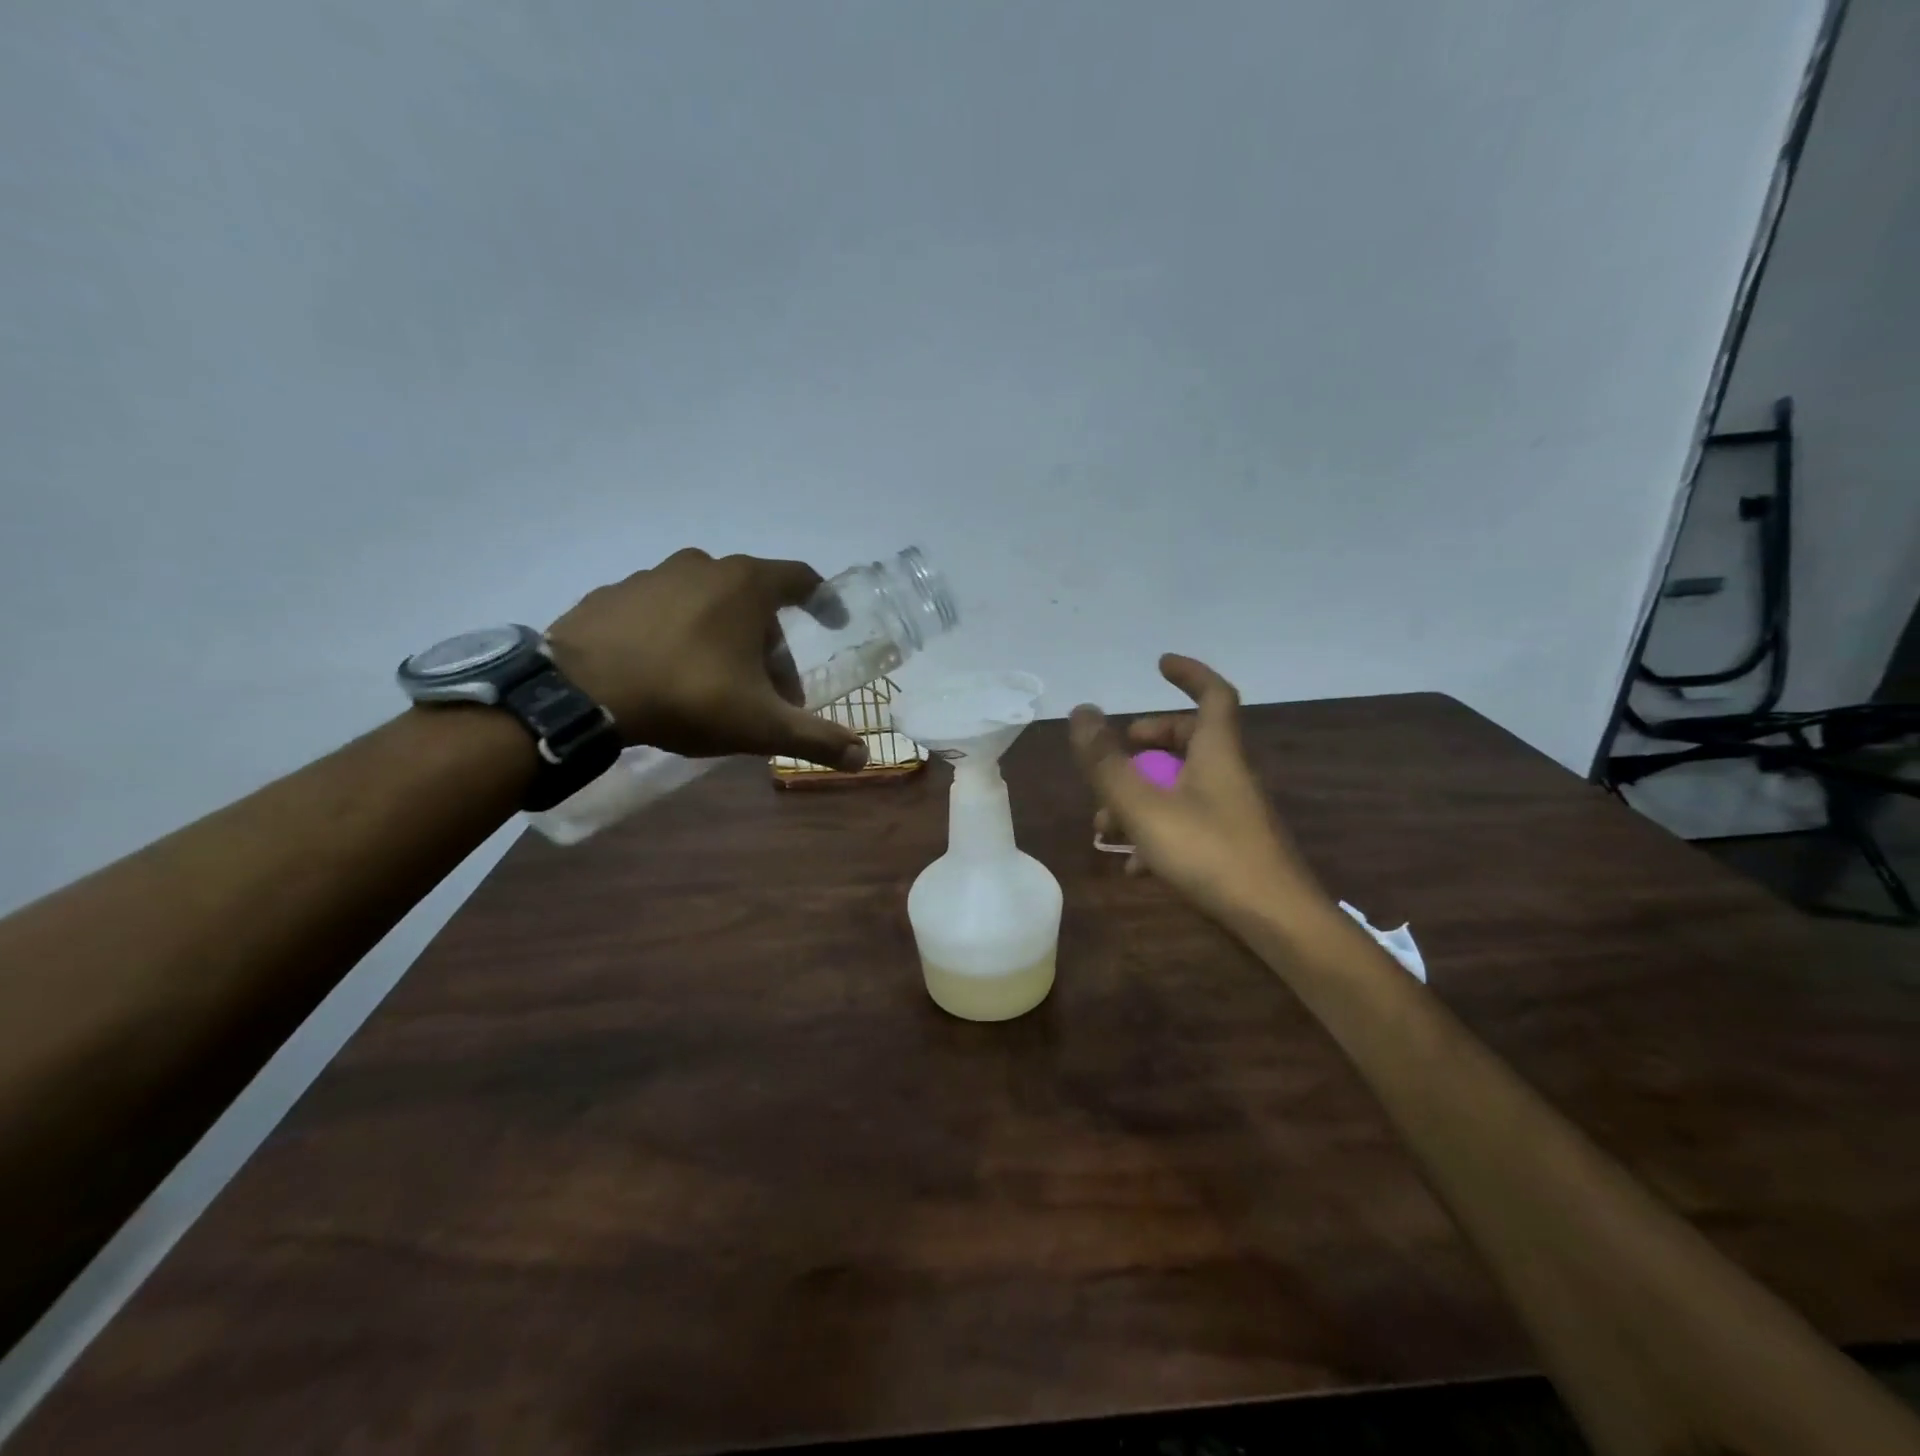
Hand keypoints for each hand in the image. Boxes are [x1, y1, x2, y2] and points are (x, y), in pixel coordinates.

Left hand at [546, 549, 866, 769]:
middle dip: (772, 643)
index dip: (824, 600)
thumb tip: (863, 757)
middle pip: (756, 600)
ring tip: (720, 684)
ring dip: (726, 637)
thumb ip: (815, 738)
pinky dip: (681, 633)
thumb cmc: (687, 695)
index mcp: (746, 585)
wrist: (581, 692)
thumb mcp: (761, 725)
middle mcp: (703, 566)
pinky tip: (670, 672)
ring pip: (709, 602)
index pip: (801, 579)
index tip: (833, 623)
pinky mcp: (615, 593)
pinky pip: (666, 609)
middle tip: (770, 689)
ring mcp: (654, 575)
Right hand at [1070, 655, 1322, 925]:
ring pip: (1184, 785)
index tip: (1159, 664)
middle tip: (1118, 750)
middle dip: (1150, 741)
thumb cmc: (1208, 851)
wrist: (1275, 919)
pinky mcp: (1233, 844)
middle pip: (1192, 739)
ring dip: (1142, 794)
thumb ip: (1107, 761)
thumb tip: (1081, 712)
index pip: (1213, 694)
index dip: (1189, 673)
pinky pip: (1190, 821)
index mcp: (1217, 751)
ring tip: (1105, 826)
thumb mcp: (1143, 805)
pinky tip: (1135, 864)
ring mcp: (1233, 811)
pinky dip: (1158, 829)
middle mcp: (1229, 773)